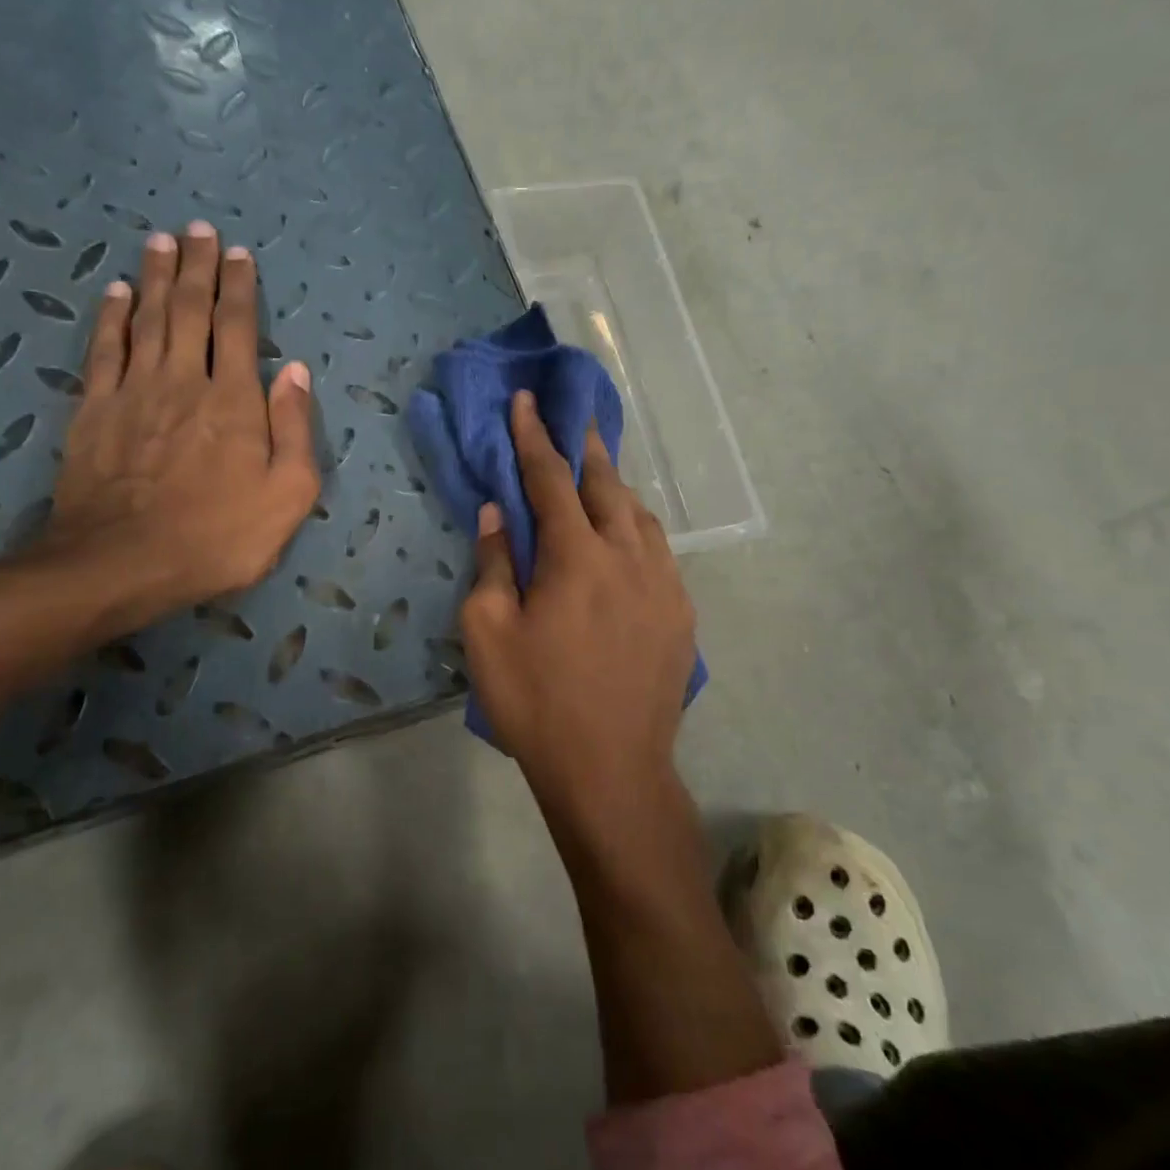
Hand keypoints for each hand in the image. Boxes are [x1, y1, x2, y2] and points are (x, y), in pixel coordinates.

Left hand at [45, 222, 318, 613]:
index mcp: (234, 400)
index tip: (239, 254)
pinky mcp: (94, 410)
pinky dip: (111, 317)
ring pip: (146, 319)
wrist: (124, 564)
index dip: (240, 287)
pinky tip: (115, 292)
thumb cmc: (219, 536)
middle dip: (196, 267)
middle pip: (189, 309)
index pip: (238, 327)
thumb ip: (295, 429)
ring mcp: (134, 392)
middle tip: (198, 229)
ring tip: (160, 242)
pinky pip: (104, 349)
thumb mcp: (288, 495)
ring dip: (154, 277)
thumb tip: (296, 371)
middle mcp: (184, 381)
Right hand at [461, 390, 696, 823]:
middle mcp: (628, 556)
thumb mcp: (488, 633)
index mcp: (576, 556)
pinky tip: (626, 539)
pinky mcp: (680, 613)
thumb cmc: (536, 702)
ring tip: (596, 475)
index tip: (525, 401)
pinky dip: (637, 529)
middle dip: (583, 448)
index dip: (533, 437)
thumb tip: (497, 513)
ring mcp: (663, 584)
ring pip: (640, 515)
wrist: (611, 769)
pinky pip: (659, 551)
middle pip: (605, 485)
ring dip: (614, 487)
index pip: (550, 479)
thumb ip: (493, 564)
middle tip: (571, 420)